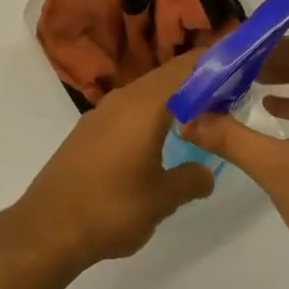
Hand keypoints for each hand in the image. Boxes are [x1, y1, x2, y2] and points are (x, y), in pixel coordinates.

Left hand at [8, 47, 216, 269]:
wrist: (48, 227)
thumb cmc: (111, 208)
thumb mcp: (161, 199)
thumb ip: (190, 180)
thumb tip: (206, 173)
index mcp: (144, 106)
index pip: (184, 69)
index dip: (212, 61)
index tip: (239, 62)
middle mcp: (121, 100)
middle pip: (165, 78)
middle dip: (197, 81)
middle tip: (230, 92)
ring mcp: (101, 115)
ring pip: (145, 94)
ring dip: (173, 98)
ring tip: (201, 114)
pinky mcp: (88, 132)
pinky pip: (128, 111)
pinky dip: (152, 114)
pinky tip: (161, 136)